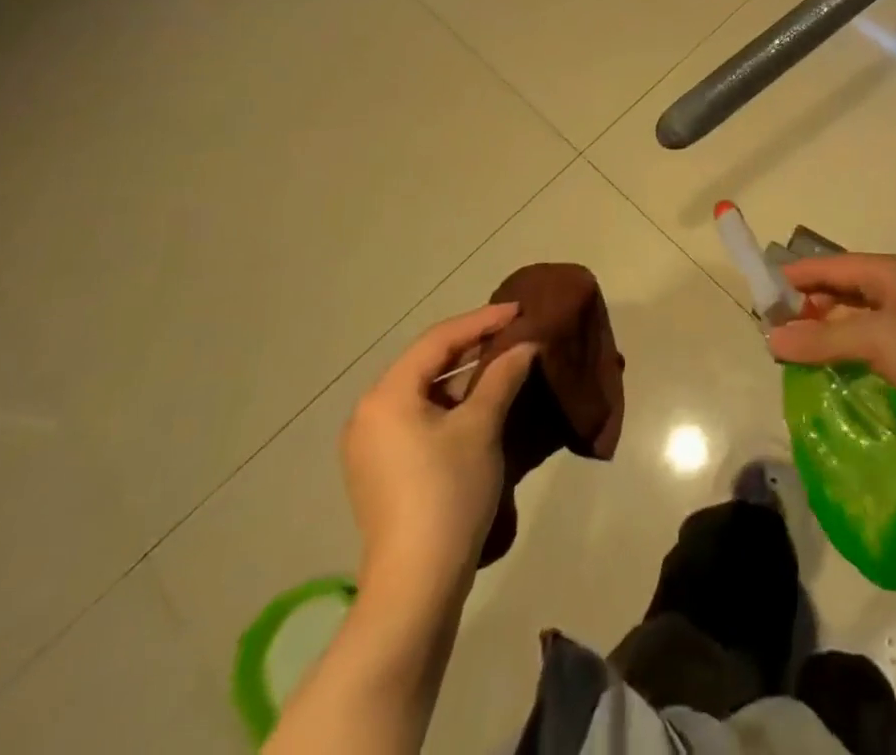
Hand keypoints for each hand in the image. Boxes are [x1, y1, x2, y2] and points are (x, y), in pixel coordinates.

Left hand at [341, 303, 538, 591]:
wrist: (416, 584)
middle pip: (427, 363)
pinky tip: (481, 403)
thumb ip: (502, 376)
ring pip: (424, 391)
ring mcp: (371, 444)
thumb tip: (525, 346)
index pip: (439, 340)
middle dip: (473, 346)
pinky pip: (418, 416)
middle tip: (514, 332)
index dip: (482, 320)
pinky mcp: (381, 469)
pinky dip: (450, 404)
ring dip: (463, 376)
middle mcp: (369, 413)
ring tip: (505, 363)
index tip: (520, 310)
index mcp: (387, 396)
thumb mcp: (481, 426)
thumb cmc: (448, 492)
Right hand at [764, 254, 895, 442]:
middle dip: (808, 303)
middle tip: (775, 327)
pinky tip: (830, 362)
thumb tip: (771, 339)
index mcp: (888, 271)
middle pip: (841, 286)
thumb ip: (821, 339)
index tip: (761, 294)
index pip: (830, 265)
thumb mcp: (874, 342)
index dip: (796, 277)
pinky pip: (868, 334)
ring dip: (825, 326)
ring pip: (854, 312)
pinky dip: (845, 343)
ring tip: (795, 347)